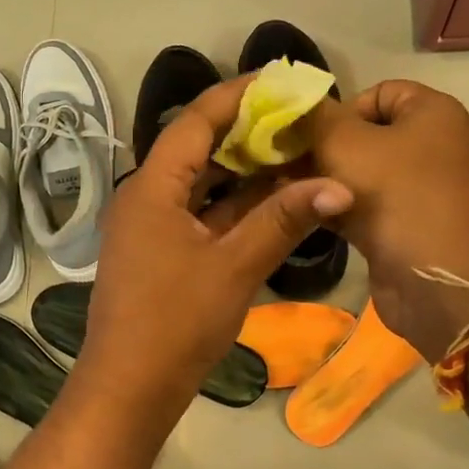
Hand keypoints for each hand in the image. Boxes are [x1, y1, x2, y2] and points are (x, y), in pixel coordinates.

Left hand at [76, 76, 352, 425]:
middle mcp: (145, 197)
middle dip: (247, 133)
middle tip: (298, 120)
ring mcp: (150, 226)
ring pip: (200, 183)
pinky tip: (272, 203)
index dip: (238, 95)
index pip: (196, 120)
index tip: (282, 81)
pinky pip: (199, 214)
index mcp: (152, 187)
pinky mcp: (159, 253)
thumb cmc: (176, 322)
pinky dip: (233, 206)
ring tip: (294, 155)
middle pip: (197, 148)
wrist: (129, 388)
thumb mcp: (234, 266)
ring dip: (243, 172)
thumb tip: (339, 186)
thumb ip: (284, 221)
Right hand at [301, 80, 468, 359]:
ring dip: (325, 181)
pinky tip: (303, 213)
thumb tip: (294, 103)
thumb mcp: (345, 143)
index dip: (341, 109)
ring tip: (287, 189)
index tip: (311, 136)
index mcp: (432, 113)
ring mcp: (420, 190)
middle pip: (365, 135)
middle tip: (286, 164)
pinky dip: (337, 207)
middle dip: (324, 148)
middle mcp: (432, 146)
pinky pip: (364, 206)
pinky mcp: (406, 226)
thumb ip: (315, 117)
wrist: (436, 279)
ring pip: (361, 173)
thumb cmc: (395, 196)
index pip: (379, 92)